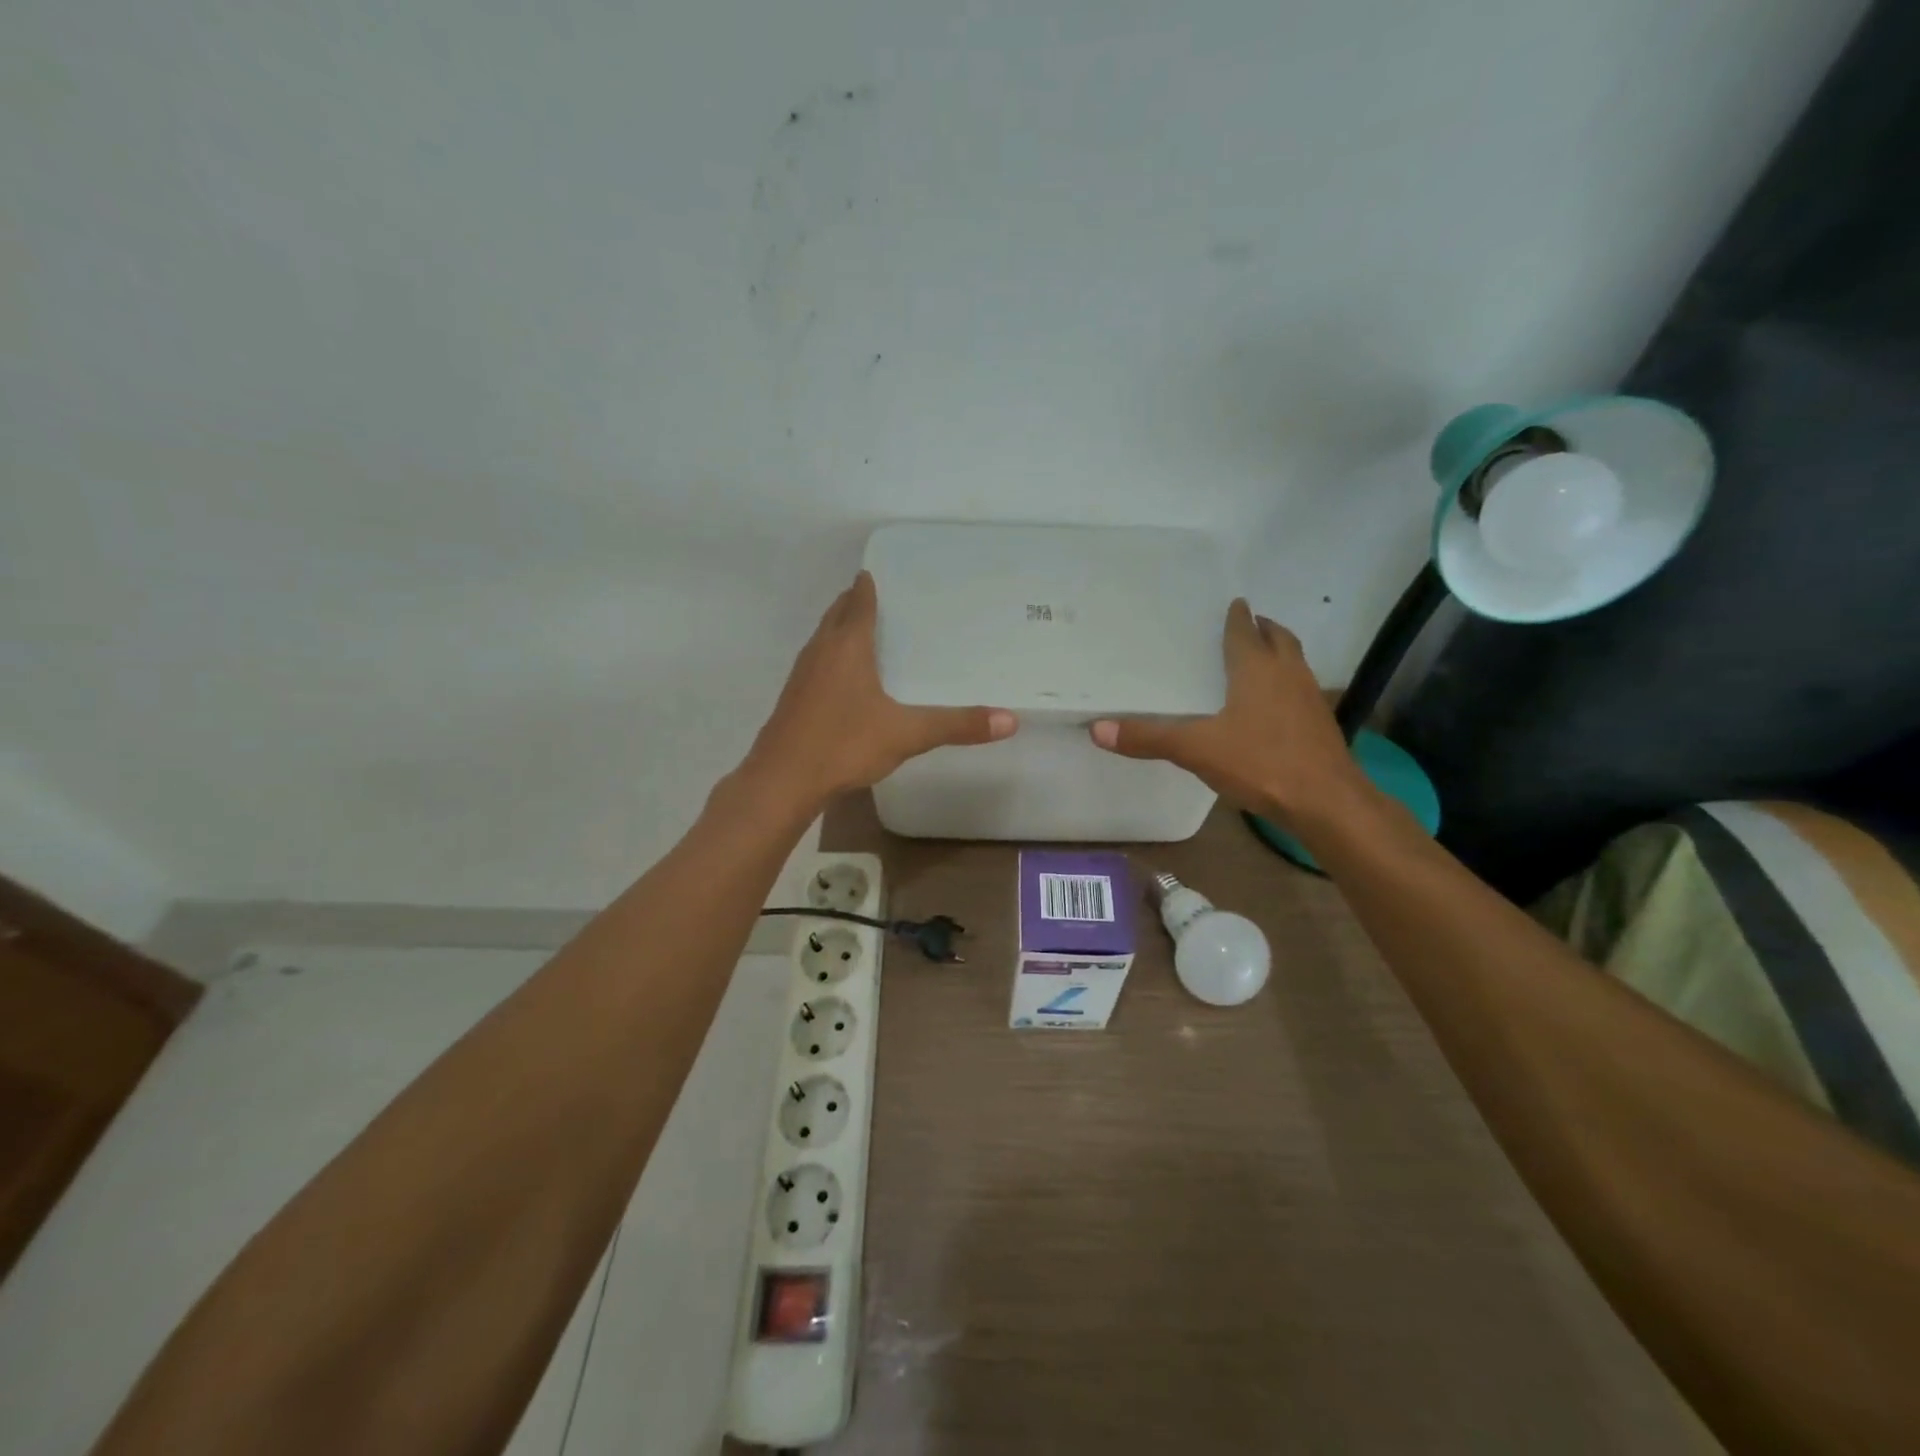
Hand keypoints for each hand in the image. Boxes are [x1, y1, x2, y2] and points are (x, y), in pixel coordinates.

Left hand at [741, 571, 1016, 809]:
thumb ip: (957, 725)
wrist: (782, 780)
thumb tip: (1010, 720)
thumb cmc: (844, 744)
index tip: (882, 573)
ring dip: (841, 628)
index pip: (858, 601)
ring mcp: (802, 674)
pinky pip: (817, 662)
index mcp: (847, 646)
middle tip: (883, 599)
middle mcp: (821, 651)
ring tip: (867, 632)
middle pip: (837, 613)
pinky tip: (847, 679)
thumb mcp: (907, 734)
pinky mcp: (794, 698)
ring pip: (823, 638)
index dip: (869, 586)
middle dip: (855, 602)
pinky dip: (832, 656)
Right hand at [1088, 599, 1365, 825]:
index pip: (1246, 632)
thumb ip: (1149, 738)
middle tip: (1248, 624)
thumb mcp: (1197, 750)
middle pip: (1279, 639)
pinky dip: (1287, 684)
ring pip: (1295, 663)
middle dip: (1264, 629)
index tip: (1234, 603)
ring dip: (1279, 654)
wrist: (1327, 801)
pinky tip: (1274, 706)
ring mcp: (1310, 698)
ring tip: (1260, 658)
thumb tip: (1097, 729)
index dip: (1238, 618)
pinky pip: (1302, 690)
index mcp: (1258, 669)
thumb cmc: (1261, 763)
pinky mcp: (1321, 724)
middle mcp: (1288, 674)